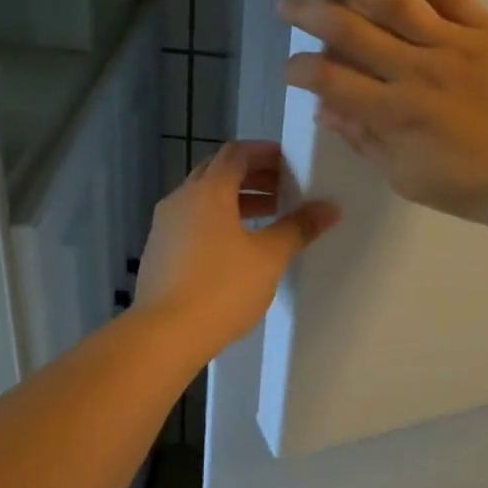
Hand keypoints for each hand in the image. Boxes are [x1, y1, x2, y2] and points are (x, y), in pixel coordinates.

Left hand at [132, 140, 338, 354]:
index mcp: (208, 190)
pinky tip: (236, 247)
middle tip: (283, 189)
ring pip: (203, 199)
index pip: (235, 153)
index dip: (263, 153)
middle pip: (217, 172)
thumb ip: (298, 228)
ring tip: (268, 218)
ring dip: (235, 200)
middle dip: (252, 176)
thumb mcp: (269, 257)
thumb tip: (329, 208)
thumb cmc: (221, 288)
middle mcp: (181, 199)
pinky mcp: (158, 251)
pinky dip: (216, 221)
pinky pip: (191, 221)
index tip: (289, 163)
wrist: (164, 333)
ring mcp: (164, 225)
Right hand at [279, 0, 487, 228]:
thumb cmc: (470, 185)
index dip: (301, 70)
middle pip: (350, 32)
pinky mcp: (486, 29)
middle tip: (284, 1)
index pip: (330, 80)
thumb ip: (363, 139)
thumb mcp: (406, 177)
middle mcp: (415, 71)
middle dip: (309, 13)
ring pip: (391, 2)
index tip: (290, 66)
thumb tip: (323, 108)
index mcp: (393, 113)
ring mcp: (452, 44)